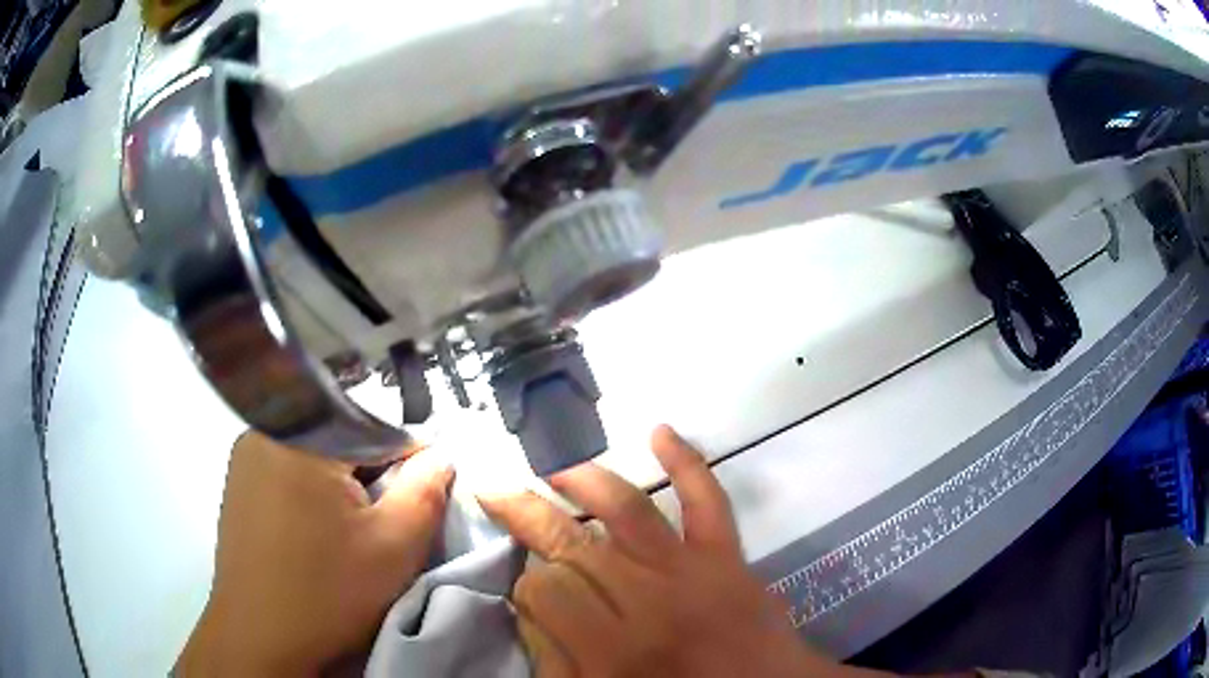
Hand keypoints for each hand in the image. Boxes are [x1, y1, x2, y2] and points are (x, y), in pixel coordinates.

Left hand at [177, 432, 453, 676]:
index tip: (422, 499)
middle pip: (341, 440)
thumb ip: (427, 490)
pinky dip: (311, 498)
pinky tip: (316, 538)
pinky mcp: (237, 487)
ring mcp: (245, 460)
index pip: (377, 429)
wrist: (261, 638)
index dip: (409, 464)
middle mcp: (266, 433)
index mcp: (304, 437)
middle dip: (371, 478)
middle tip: (382, 525)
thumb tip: (440, 456)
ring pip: (314, 458)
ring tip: (349, 536)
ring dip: (341, 489)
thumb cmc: (328, 591)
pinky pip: (287, 474)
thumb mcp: (396, 545)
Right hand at [481, 425, 872, 677]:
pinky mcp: (728, 553)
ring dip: (584, 482)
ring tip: (554, 473)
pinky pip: (708, 499)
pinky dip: (687, 461)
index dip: (524, 583)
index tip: (525, 586)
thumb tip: (528, 610)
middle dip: (525, 514)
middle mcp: (647, 600)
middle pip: (571, 544)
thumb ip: (556, 660)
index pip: (543, 590)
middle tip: (496, 494)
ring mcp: (692, 569)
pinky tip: (660, 431)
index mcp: (613, 649)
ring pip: (627, 509)